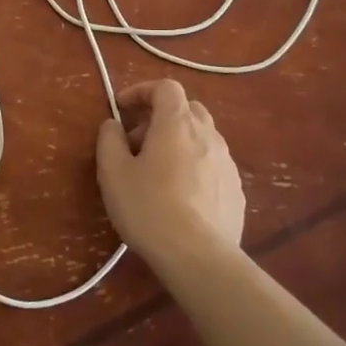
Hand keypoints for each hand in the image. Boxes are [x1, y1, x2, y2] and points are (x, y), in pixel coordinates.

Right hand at [95, 79, 245, 270]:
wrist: (200, 258)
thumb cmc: (149, 208)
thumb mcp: (113, 172)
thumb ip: (109, 140)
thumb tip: (113, 125)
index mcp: (177, 124)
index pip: (166, 87)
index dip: (142, 91)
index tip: (122, 109)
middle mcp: (208, 135)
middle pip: (187, 109)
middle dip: (160, 117)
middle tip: (138, 142)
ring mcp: (227, 163)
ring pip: (202, 137)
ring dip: (179, 142)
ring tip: (158, 172)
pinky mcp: (236, 190)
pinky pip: (212, 164)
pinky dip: (194, 166)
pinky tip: (181, 196)